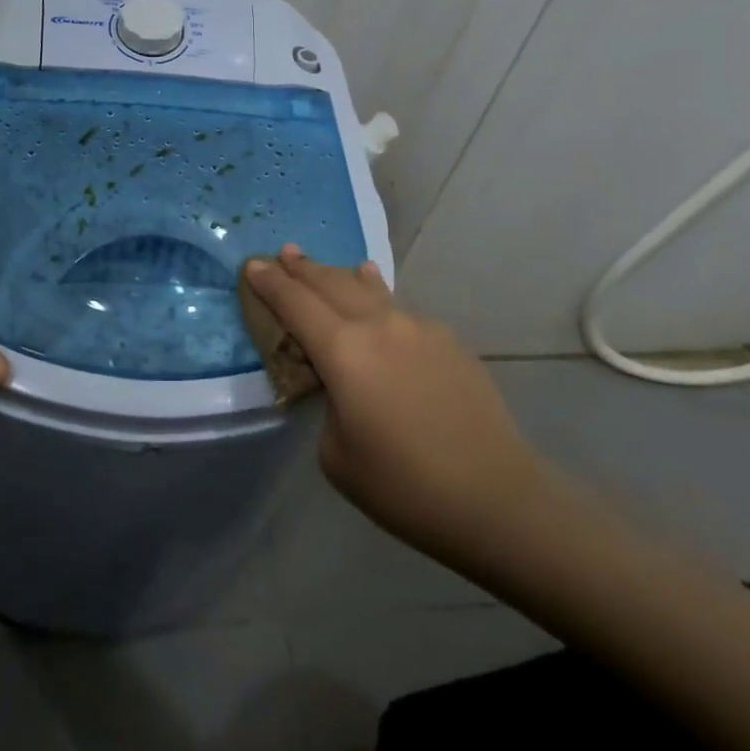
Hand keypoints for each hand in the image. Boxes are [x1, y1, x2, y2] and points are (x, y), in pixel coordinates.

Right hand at [242, 245, 545, 563]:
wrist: (497, 498)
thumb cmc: (405, 487)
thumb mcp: (337, 455)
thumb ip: (329, 405)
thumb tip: (344, 386)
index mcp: (343, 351)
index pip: (295, 303)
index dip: (270, 282)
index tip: (252, 264)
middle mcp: (379, 324)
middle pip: (330, 283)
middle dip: (302, 268)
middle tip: (284, 253)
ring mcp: (419, 327)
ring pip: (369, 290)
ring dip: (341, 277)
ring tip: (328, 268)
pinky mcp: (449, 340)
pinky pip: (401, 311)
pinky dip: (378, 300)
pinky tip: (379, 301)